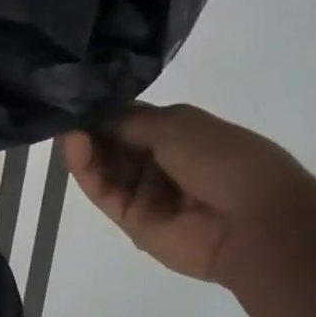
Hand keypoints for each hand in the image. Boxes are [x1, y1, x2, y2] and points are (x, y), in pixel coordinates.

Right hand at [61, 104, 315, 283]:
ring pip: (101, 167)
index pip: (126, 119)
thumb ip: (128, 120)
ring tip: (64, 126)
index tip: (73, 94)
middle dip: (86, 126)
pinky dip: (84, 168)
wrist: (256, 222)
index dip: (101, 108)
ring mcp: (143, 193)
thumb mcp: (178, 124)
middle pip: (110, 143)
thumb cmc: (225, 159)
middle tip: (60, 108)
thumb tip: (91, 115)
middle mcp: (157, 163)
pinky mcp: (130, 220)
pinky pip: (101, 191)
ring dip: (82, 145)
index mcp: (176, 135)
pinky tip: (73, 143)